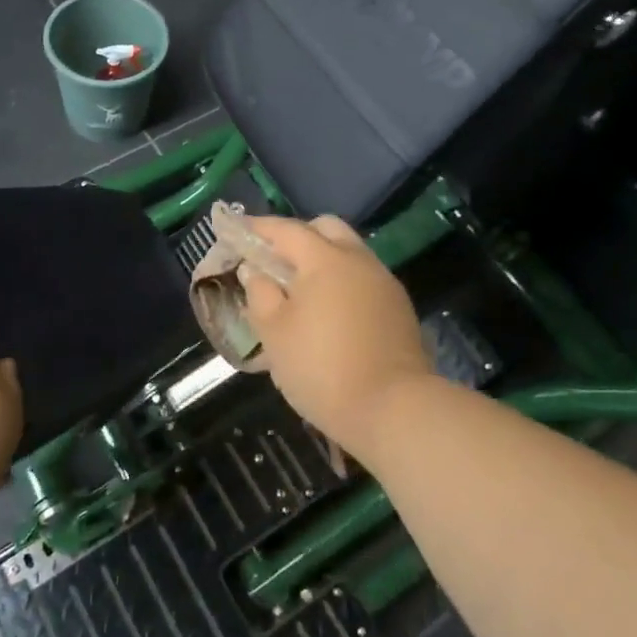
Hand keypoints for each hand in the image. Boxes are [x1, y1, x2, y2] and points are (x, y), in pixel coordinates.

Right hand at [240, 215, 432, 455]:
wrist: (393, 410)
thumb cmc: (322, 368)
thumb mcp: (275, 333)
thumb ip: (260, 294)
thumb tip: (254, 272)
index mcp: (325, 259)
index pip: (286, 229)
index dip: (259, 227)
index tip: (237, 229)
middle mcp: (358, 260)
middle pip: (326, 229)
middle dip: (297, 236)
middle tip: (273, 259)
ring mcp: (384, 283)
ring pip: (349, 253)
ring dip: (322, 260)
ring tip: (299, 289)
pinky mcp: (399, 308)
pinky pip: (363, 279)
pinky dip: (342, 282)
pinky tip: (328, 310)